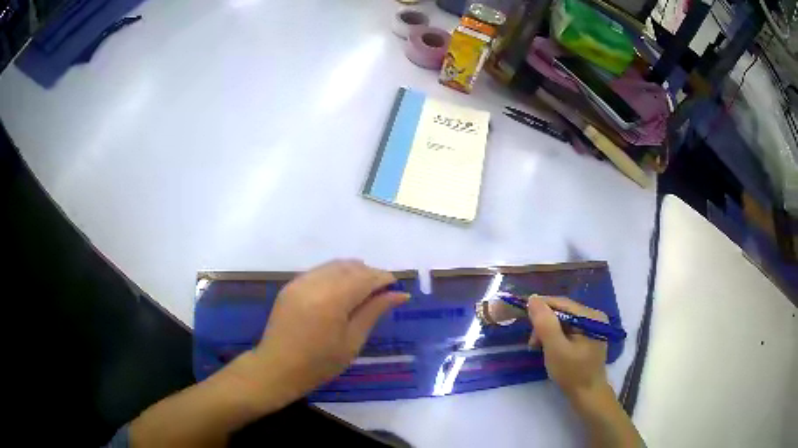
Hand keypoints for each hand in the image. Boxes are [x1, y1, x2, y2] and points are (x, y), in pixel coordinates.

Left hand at [248, 260, 408, 404]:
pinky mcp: (290, 285)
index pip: (365, 278)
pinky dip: (335, 275)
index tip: (396, 286)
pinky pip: (319, 271)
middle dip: (369, 273)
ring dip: (352, 272)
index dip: (383, 278)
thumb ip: (374, 312)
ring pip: (333, 265)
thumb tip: (399, 294)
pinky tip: (341, 290)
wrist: (277, 368)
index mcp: (332, 300)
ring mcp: (300, 282)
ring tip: (364, 289)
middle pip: (350, 267)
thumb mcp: (352, 342)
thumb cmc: (319, 364)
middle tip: (383, 290)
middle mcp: (315, 283)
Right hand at [526, 295, 609, 400]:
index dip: (540, 307)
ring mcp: (592, 326)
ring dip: (547, 331)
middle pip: (562, 311)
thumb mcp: (555, 349)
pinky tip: (548, 348)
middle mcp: (593, 316)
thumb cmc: (572, 373)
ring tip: (537, 347)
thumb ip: (545, 323)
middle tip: (532, 343)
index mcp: (590, 316)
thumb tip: (533, 298)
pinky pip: (567, 329)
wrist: (587, 395)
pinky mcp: (588, 336)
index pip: (562, 303)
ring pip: (563, 321)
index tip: (522, 316)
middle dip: (544, 324)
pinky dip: (554, 336)